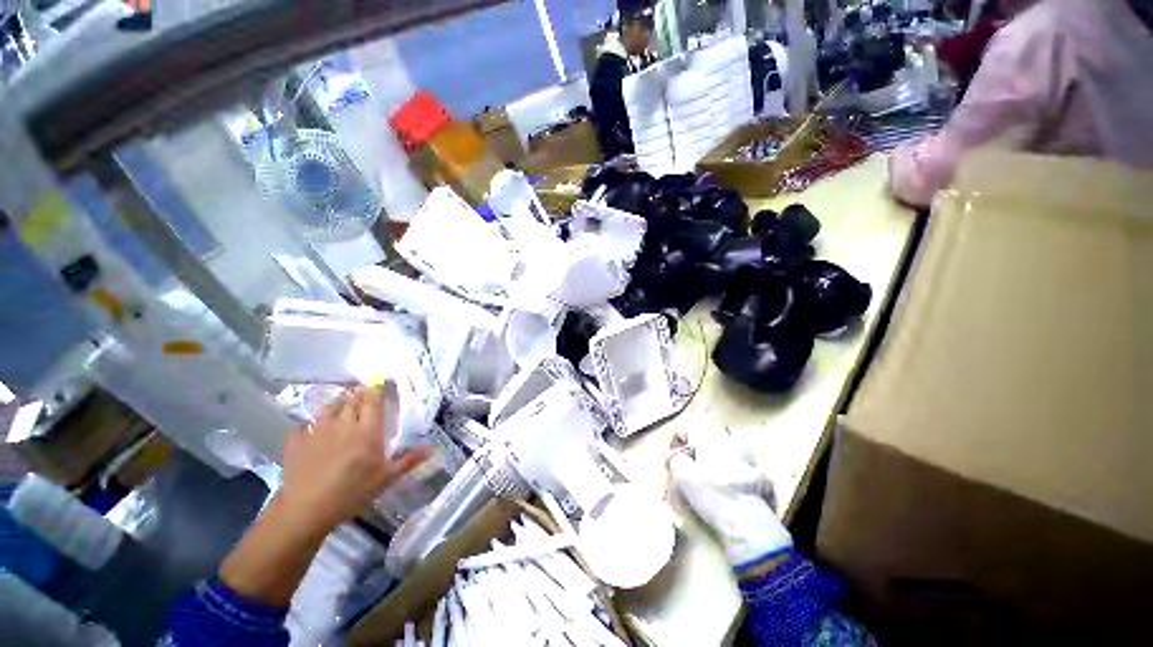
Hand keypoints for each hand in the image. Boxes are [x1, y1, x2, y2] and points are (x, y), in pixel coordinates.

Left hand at [220, 383, 429, 605]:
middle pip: (351, 401)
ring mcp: (317, 432)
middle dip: (357, 394)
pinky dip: (306, 425)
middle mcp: (343, 425)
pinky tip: (306, 428)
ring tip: (340, 403)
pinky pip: (300, 427)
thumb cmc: (353, 492)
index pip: (372, 402)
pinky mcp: (296, 443)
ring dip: (336, 403)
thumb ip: (408, 460)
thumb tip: (433, 449)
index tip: (378, 382)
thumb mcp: (386, 478)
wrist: (307, 509)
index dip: (375, 390)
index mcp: (367, 431)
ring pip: (328, 409)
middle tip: (361, 391)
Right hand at [668, 418, 791, 567]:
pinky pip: (738, 469)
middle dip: (695, 452)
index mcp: (710, 436)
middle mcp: (730, 440)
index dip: (675, 444)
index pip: (687, 430)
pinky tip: (726, 492)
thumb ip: (674, 459)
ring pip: (724, 453)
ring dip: (713, 462)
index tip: (671, 460)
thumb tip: (670, 453)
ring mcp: (748, 457)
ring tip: (706, 482)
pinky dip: (729, 475)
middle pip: (706, 440)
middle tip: (687, 471)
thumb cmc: (711, 493)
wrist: (751, 523)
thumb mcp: (683, 475)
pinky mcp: (761, 476)